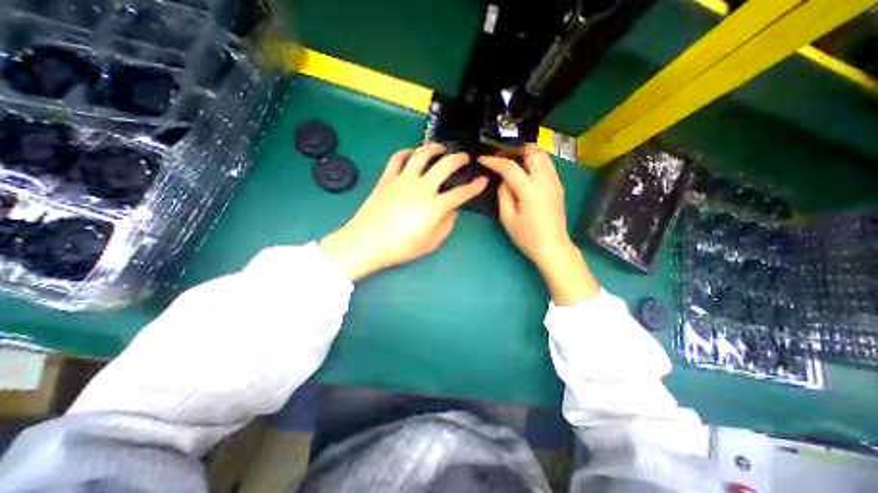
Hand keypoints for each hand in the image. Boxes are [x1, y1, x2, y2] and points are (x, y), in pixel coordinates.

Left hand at [322, 142, 487, 280]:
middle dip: (459, 158)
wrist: (367, 243)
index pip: (461, 193)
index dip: (475, 186)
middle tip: (464, 157)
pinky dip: (406, 152)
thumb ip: (447, 225)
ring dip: (434, 148)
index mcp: (435, 206)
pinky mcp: (387, 178)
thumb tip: (452, 211)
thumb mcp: (431, 243)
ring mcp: (403, 180)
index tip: (482, 180)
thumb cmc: (401, 247)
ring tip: (440, 148)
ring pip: (421, 154)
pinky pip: (397, 159)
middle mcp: (422, 187)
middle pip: (445, 165)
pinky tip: (411, 153)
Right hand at [477, 143, 601, 303]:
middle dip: (515, 150)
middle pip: (533, 152)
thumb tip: (503, 181)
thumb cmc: (527, 237)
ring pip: (543, 156)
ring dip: (527, 154)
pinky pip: (547, 165)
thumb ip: (504, 195)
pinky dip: (535, 161)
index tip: (482, 159)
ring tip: (513, 160)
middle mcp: (545, 181)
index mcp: (530, 191)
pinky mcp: (558, 186)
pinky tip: (526, 171)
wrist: (553, 247)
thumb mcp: (508, 218)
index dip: (494, 161)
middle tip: (501, 156)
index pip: (510, 167)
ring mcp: (555, 182)